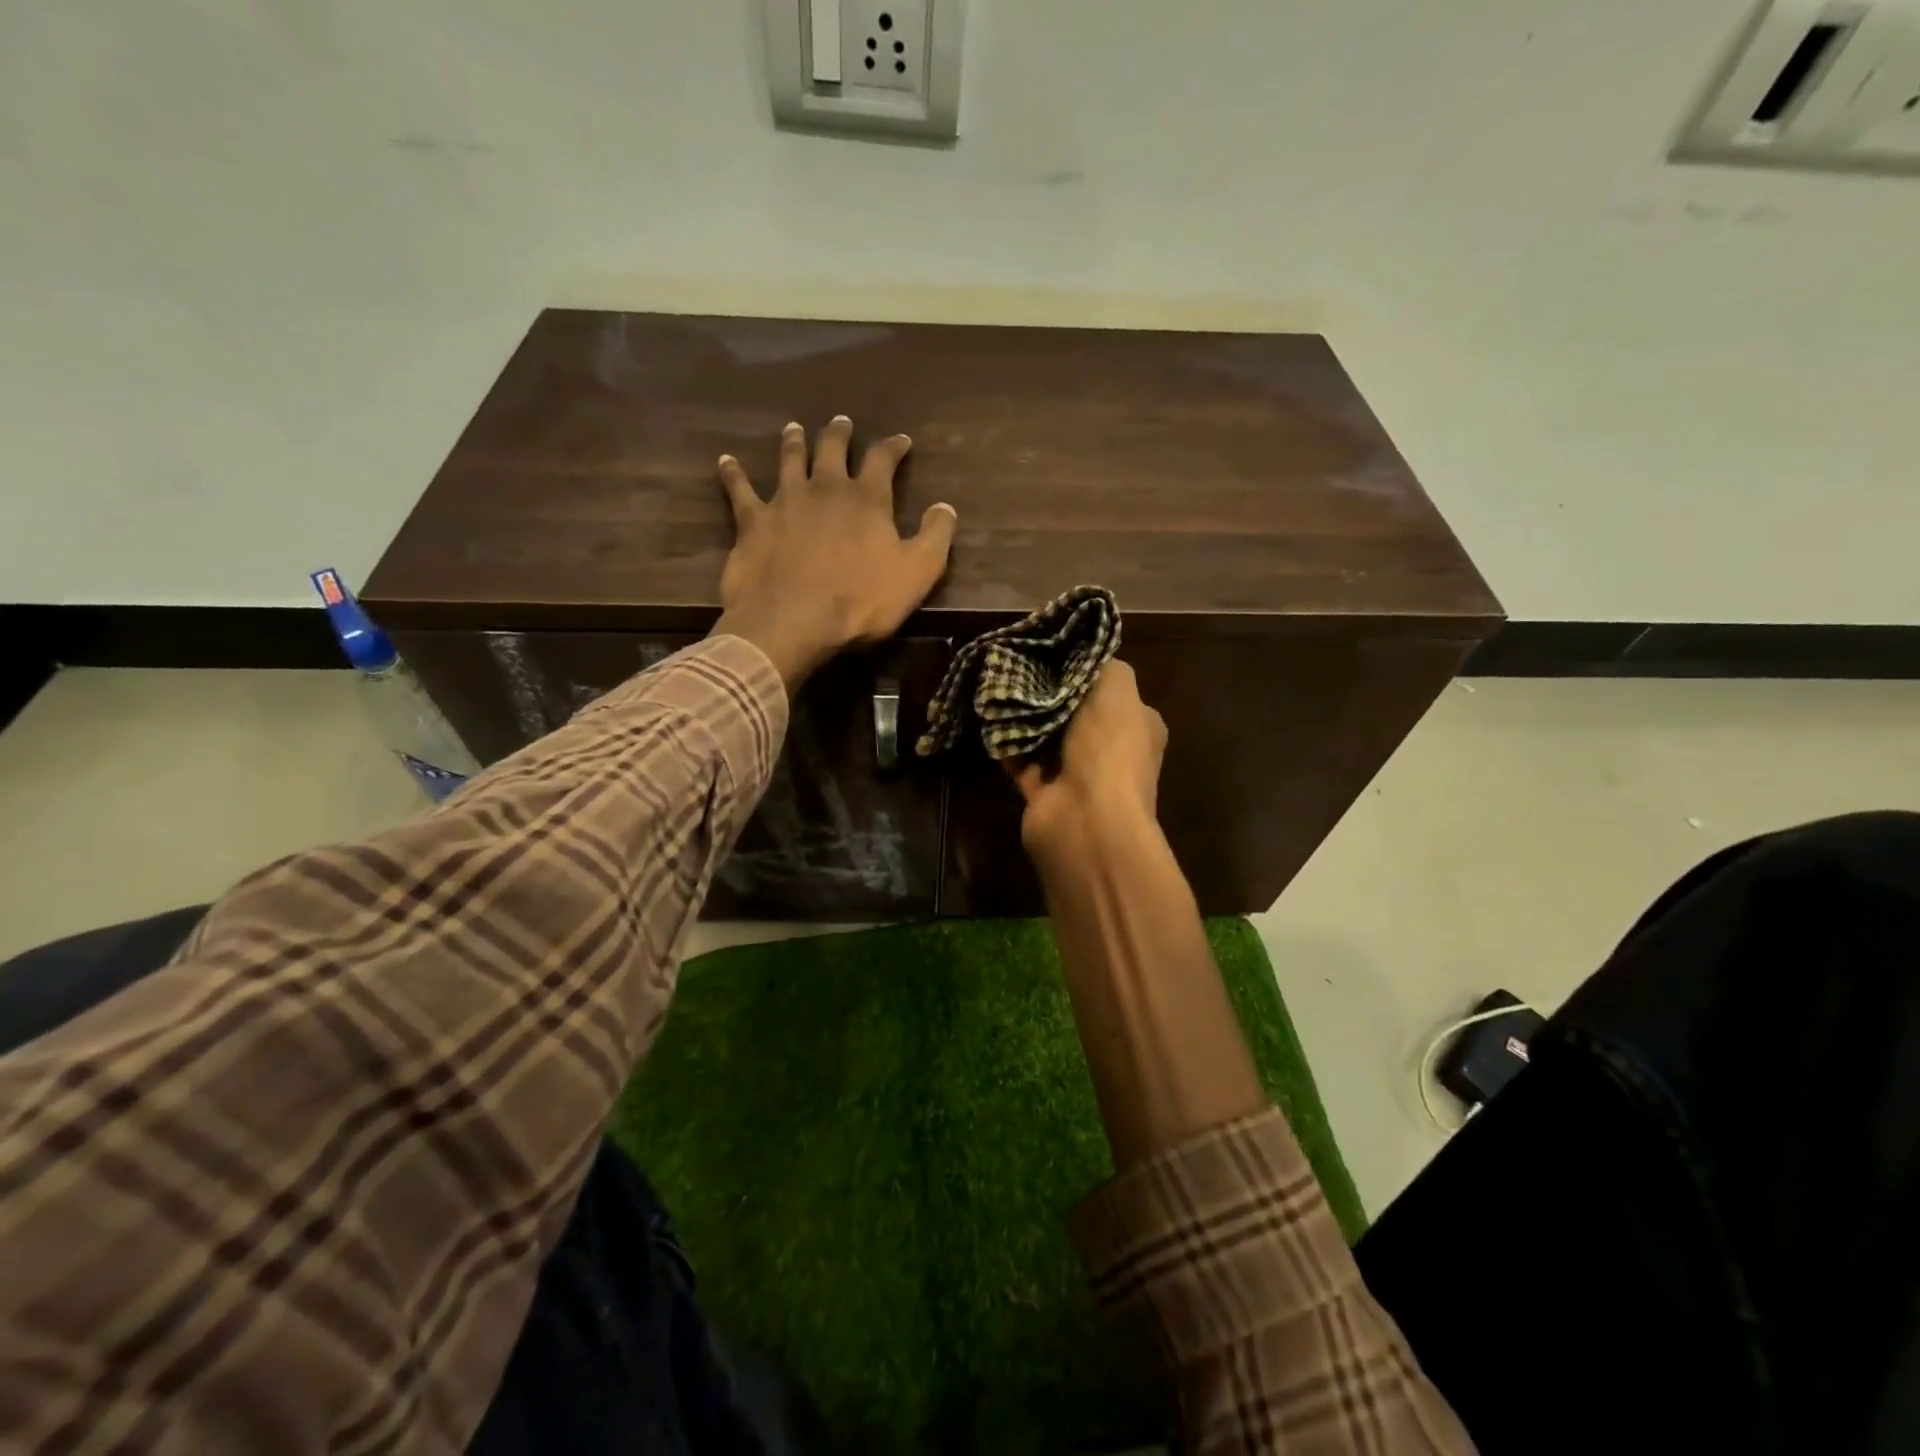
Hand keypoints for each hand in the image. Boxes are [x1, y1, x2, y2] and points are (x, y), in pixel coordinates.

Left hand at [712, 417, 957, 691]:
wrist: (793, 622)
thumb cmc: (861, 601)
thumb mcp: (917, 573)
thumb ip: (935, 536)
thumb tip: (946, 507)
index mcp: (866, 499)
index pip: (882, 460)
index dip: (893, 447)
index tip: (901, 441)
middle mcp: (825, 488)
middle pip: (832, 449)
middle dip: (839, 434)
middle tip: (841, 423)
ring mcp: (784, 501)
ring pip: (789, 460)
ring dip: (793, 442)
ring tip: (794, 428)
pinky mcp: (752, 522)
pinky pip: (740, 490)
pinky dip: (734, 474)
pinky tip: (726, 461)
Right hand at [1009, 659, 1167, 862]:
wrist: (1087, 820)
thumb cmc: (1108, 747)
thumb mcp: (1117, 686)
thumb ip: (1102, 664)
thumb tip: (1081, 657)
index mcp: (1137, 726)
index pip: (1111, 691)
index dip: (1084, 671)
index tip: (1051, 651)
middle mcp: (1110, 751)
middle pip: (1075, 713)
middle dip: (1048, 694)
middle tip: (1019, 667)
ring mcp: (1078, 777)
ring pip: (1046, 738)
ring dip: (1024, 719)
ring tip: (998, 688)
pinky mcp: (1045, 795)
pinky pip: (1022, 762)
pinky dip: (1007, 745)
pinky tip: (989, 720)